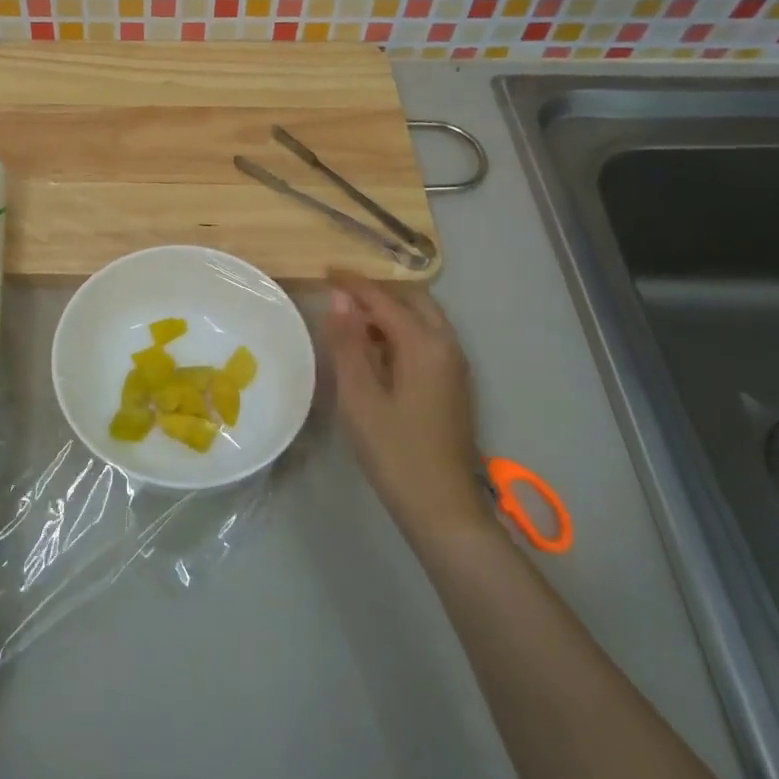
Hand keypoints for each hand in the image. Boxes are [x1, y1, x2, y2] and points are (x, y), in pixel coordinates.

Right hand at [325, 271, 492, 541]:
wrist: (442, 507)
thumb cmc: (394, 451)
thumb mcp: (360, 396)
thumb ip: (348, 343)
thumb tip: (339, 298)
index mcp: (424, 345)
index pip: (384, 299)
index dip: (353, 284)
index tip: (324, 271)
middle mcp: (447, 346)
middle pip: (414, 300)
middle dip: (377, 291)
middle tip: (340, 293)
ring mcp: (455, 366)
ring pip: (424, 319)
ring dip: (390, 310)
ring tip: (351, 318)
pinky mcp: (453, 384)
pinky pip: (427, 339)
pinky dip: (401, 330)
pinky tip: (375, 348)